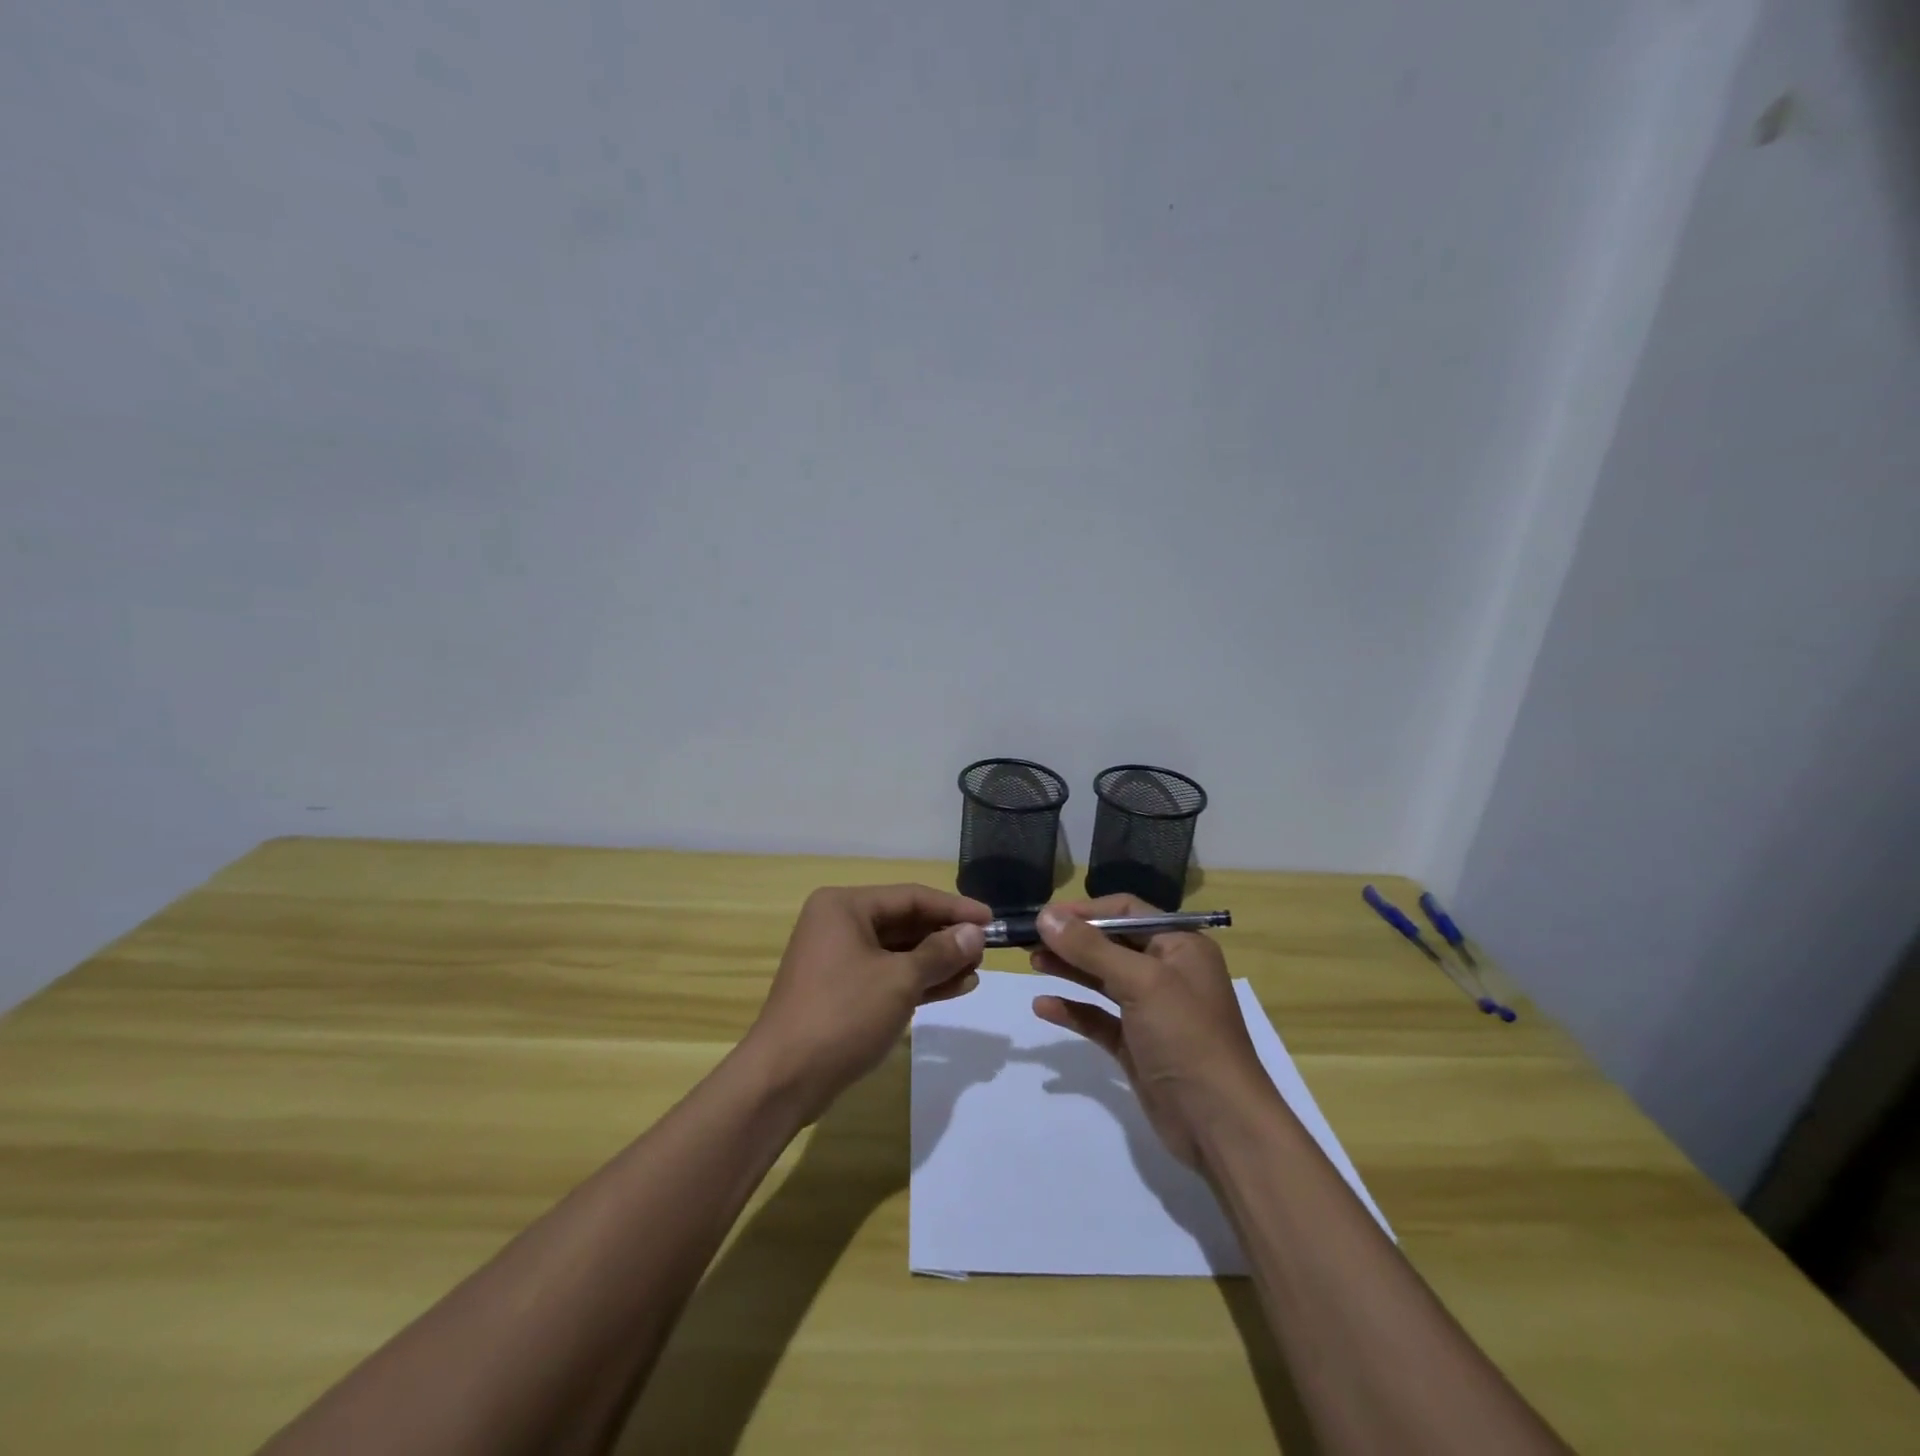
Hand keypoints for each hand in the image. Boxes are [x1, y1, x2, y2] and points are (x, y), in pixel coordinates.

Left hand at [744, 884, 989, 1118]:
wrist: (784, 1079)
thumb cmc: (842, 1015)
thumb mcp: (900, 980)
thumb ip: (941, 952)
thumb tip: (975, 933)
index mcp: (845, 907)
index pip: (911, 897)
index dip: (955, 908)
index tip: (992, 920)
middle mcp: (839, 924)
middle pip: (905, 922)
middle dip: (946, 938)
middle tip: (986, 951)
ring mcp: (838, 959)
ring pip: (899, 952)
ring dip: (937, 962)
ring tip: (976, 972)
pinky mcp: (842, 991)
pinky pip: (888, 975)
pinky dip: (919, 981)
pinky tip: (955, 987)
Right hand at [1030, 895, 1271, 1167]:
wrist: (1219, 1125)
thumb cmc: (1186, 1037)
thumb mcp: (1141, 982)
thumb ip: (1091, 948)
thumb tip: (1046, 915)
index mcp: (1180, 946)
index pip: (1127, 911)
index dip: (1086, 911)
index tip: (1044, 915)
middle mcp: (1167, 972)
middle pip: (1111, 943)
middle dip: (1072, 940)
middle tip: (1029, 938)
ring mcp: (1151, 1010)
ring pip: (1102, 978)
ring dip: (1069, 968)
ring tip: (1032, 961)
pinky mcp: (1136, 1045)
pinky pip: (1099, 1018)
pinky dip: (1073, 1009)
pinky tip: (1043, 1007)